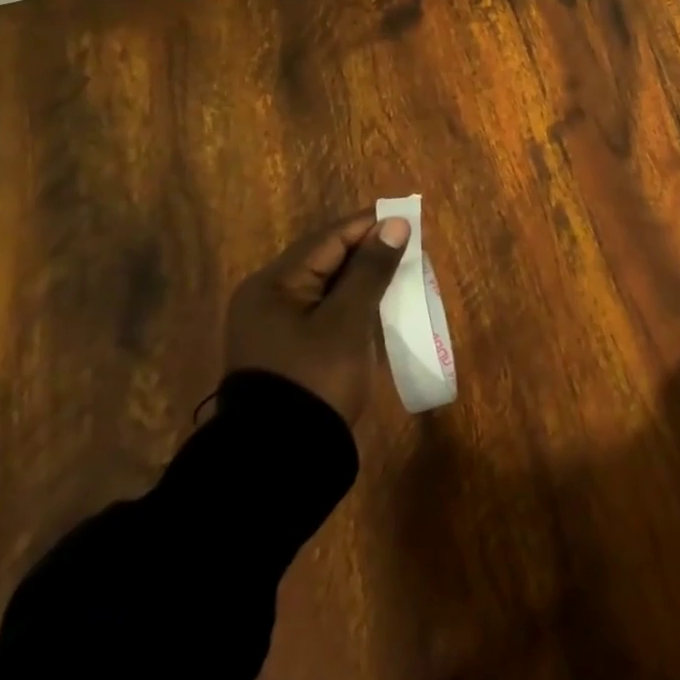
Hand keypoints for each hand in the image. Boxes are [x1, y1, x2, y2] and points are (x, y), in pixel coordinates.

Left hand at [225, 210, 411, 425]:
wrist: (281, 460)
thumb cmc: (316, 378)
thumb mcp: (348, 320)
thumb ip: (371, 269)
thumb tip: (395, 224)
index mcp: (274, 283)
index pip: (329, 238)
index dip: (370, 226)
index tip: (410, 220)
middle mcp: (269, 297)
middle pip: (326, 258)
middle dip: (369, 250)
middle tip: (410, 246)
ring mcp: (276, 325)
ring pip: (328, 284)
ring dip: (364, 276)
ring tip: (402, 271)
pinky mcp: (289, 348)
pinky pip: (325, 309)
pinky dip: (353, 301)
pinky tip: (380, 303)